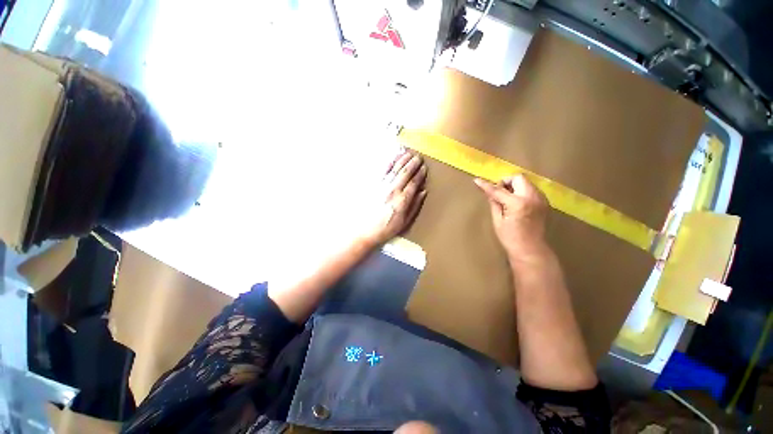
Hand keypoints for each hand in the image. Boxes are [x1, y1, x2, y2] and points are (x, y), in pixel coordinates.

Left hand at [362, 151, 427, 245]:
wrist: (364, 231)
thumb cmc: (386, 229)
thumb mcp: (405, 222)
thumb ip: (415, 206)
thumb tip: (423, 192)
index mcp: (402, 200)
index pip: (414, 182)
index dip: (420, 174)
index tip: (424, 168)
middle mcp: (392, 190)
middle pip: (405, 172)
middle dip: (413, 163)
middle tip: (418, 157)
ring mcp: (382, 186)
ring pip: (394, 169)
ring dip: (402, 160)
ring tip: (408, 153)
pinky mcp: (373, 185)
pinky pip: (383, 171)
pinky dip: (389, 163)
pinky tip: (393, 158)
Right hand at [474, 174, 548, 260]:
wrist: (531, 249)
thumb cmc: (510, 238)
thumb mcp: (498, 220)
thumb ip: (494, 202)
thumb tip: (488, 191)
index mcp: (518, 203)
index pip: (498, 190)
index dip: (486, 185)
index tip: (477, 180)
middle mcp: (532, 197)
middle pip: (518, 178)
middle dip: (506, 182)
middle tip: (499, 194)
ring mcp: (541, 199)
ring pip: (526, 182)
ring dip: (514, 186)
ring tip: (508, 199)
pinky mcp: (544, 202)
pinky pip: (531, 189)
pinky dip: (522, 191)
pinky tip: (517, 203)